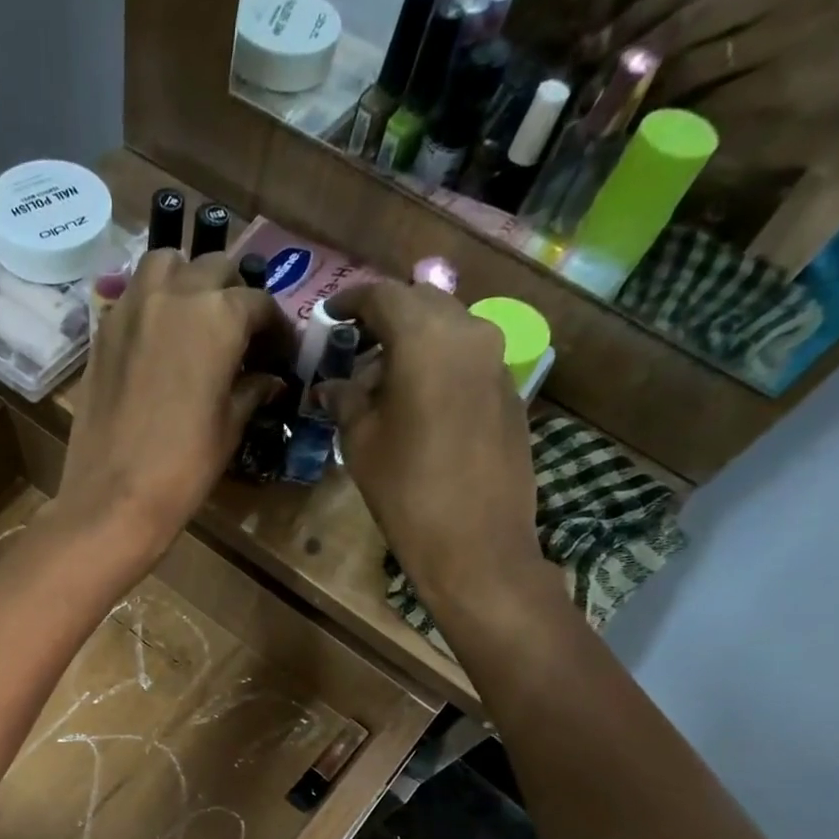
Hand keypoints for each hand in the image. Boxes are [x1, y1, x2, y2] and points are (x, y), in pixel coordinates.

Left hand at [55, 249, 290, 569]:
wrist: (113, 497)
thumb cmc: (183, 468)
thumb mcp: (228, 428)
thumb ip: (250, 391)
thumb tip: (269, 380)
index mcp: (219, 316)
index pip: (259, 304)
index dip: (276, 328)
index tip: (280, 352)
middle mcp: (175, 295)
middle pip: (213, 270)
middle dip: (233, 294)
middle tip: (239, 333)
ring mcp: (132, 308)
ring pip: (166, 265)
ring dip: (186, 280)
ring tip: (194, 317)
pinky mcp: (101, 331)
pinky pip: (132, 296)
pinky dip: (151, 302)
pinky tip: (158, 337)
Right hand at [320, 280, 551, 628]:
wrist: (476, 543)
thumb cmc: (406, 491)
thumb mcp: (361, 443)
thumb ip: (346, 401)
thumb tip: (331, 385)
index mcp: (426, 339)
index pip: (384, 296)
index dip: (351, 301)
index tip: (329, 315)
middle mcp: (469, 333)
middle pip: (422, 304)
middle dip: (385, 317)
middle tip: (354, 345)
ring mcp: (497, 361)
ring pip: (448, 328)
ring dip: (413, 341)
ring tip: (381, 378)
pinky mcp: (510, 391)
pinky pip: (467, 357)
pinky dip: (437, 363)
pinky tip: (416, 400)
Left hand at [589, 0, 838, 135]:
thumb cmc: (825, 36)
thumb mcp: (778, 1)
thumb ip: (722, 12)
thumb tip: (645, 40)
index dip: (636, 14)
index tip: (593, 45)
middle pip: (683, 23)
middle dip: (629, 58)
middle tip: (593, 88)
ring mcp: (779, 38)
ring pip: (689, 68)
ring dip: (645, 99)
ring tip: (615, 120)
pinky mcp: (775, 86)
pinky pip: (707, 107)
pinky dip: (674, 124)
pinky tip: (651, 136)